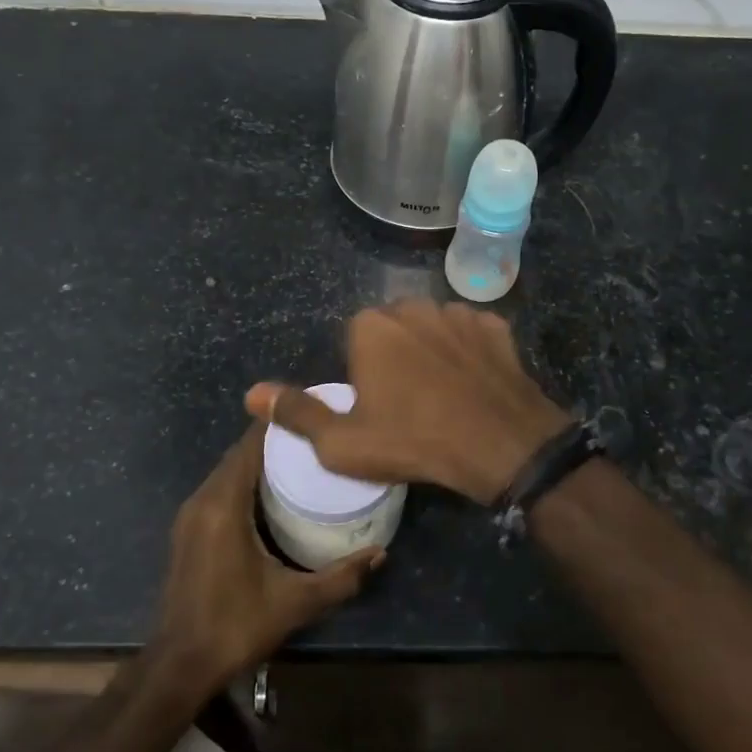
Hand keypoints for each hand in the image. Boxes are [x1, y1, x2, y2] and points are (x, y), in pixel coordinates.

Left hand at [151, 423, 383, 696]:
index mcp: (224, 505)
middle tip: (314, 438)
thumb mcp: (295, 602)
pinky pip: (219, 490)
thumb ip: (340, 577)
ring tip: (300, 461)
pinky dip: (243, 482)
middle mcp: (202, 500)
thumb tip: (381, 553)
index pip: (249, 446)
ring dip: (257, 462)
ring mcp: (190, 516)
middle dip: (273, 443)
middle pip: (239, 455)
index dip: (277, 424)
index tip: (310, 412)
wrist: (178, 665)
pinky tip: (271, 495)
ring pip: (227, 472)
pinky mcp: (187, 531)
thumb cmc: (235, 626)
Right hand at [246, 300, 569, 504]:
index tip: (377, 405)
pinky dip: (469, 352)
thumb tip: (252, 394)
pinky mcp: (495, 326)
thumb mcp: (343, 443)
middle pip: (394, 328)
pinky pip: (471, 334)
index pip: (355, 339)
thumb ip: (297, 413)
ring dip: (432, 350)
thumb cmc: (413, 441)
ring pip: (433, 328)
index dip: (363, 373)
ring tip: (443, 394)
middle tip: (409, 402)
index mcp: (371, 326)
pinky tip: (473, 383)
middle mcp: (413, 306)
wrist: (500, 445)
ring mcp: (458, 312)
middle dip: (396, 356)